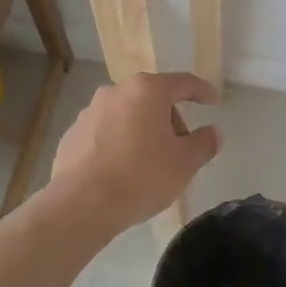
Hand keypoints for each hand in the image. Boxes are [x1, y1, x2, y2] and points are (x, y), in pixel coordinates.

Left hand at [50, 72, 220, 235]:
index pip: (183, 83)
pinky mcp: (72, 134)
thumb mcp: (185, 163)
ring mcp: (90, 112)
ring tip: (149, 165)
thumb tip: (213, 133)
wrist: (81, 204)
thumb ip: (204, 143)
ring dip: (143, 132)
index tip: (213, 100)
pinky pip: (105, 134)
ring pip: (127, 116)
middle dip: (170, 120)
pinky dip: (119, 145)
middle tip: (180, 149)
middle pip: (153, 99)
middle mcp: (116, 92)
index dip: (202, 91)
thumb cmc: (141, 176)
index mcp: (147, 90)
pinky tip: (122, 172)